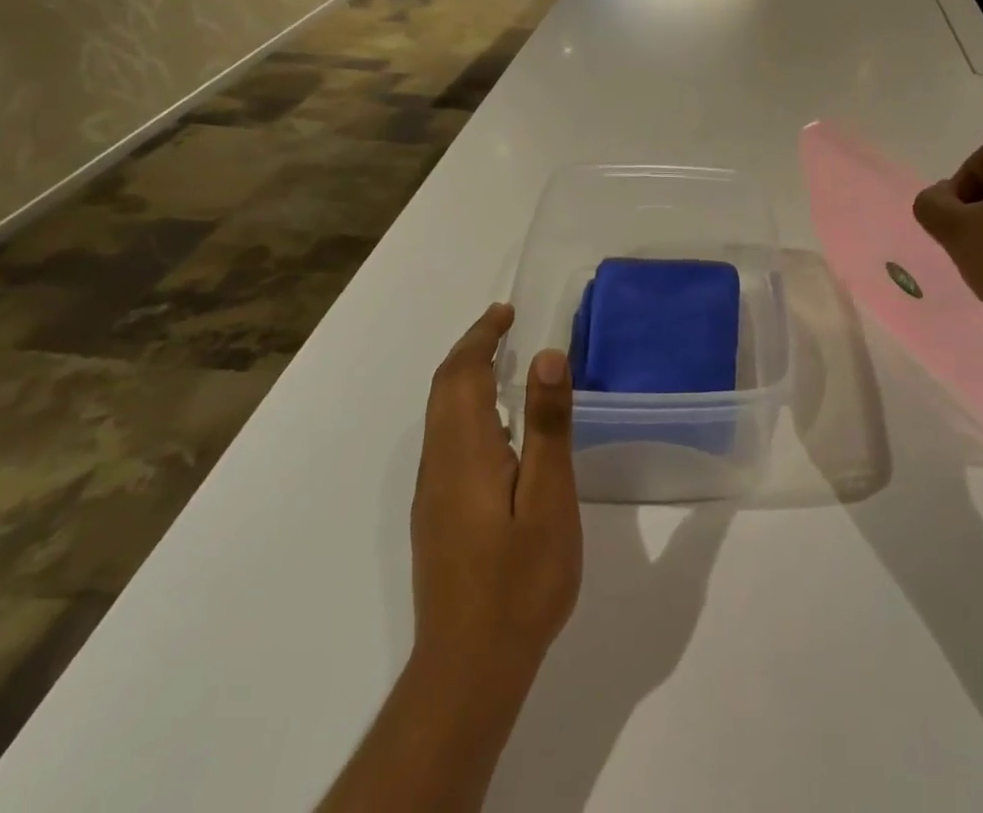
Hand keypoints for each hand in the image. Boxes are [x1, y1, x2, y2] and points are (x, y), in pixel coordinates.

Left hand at [412, 304, 581, 693]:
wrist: (470, 669)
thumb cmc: (520, 579)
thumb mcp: (549, 498)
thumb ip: (547, 425)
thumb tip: (546, 356)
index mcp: (466, 452)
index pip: (461, 375)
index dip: (481, 337)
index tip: (506, 312)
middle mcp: (440, 465)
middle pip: (443, 390)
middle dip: (471, 350)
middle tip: (505, 325)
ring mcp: (433, 494)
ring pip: (440, 415)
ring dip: (465, 378)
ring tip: (503, 362)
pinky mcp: (437, 517)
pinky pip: (446, 439)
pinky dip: (465, 408)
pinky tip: (497, 426)